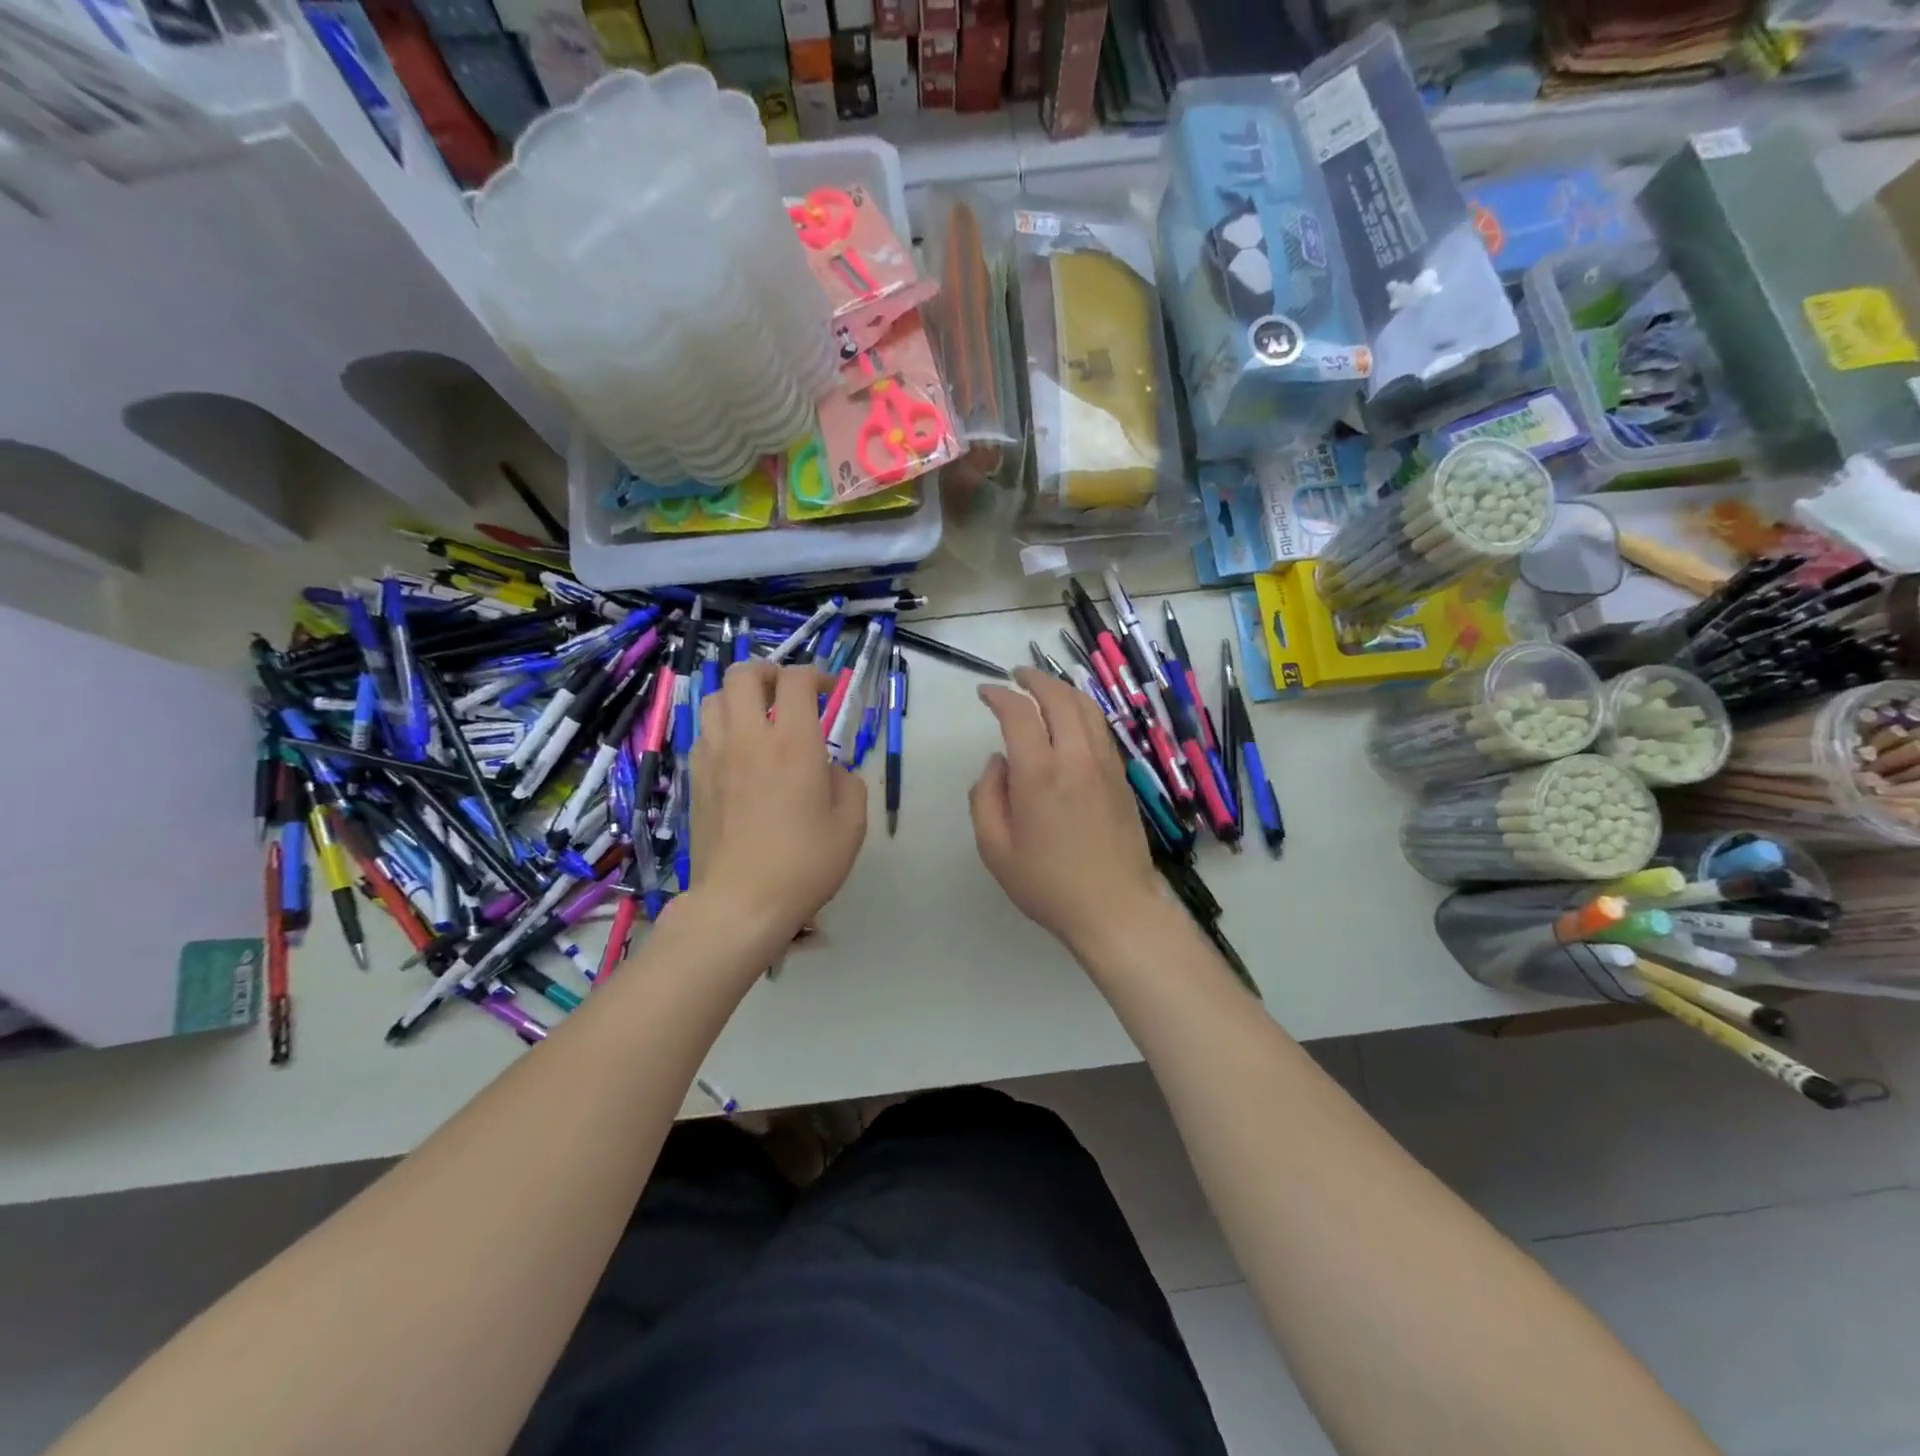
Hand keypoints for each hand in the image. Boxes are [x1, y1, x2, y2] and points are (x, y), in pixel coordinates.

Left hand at [689, 659, 867, 936]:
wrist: (740, 902)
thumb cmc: (804, 864)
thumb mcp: (851, 825)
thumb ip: (848, 783)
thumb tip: (830, 770)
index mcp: (793, 743)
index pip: (797, 680)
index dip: (816, 675)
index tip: (829, 691)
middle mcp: (749, 738)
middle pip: (743, 674)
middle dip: (768, 672)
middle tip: (786, 693)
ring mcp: (714, 757)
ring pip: (714, 698)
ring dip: (739, 697)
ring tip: (758, 718)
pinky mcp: (695, 779)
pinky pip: (704, 733)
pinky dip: (722, 728)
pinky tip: (738, 753)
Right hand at [970, 666, 1158, 951]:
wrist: (1114, 908)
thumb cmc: (1047, 884)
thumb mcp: (995, 848)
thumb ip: (986, 797)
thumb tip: (997, 762)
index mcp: (1039, 774)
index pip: (1019, 713)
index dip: (999, 695)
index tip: (985, 693)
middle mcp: (1075, 758)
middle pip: (1059, 698)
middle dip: (1035, 680)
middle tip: (1016, 676)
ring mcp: (1105, 765)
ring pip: (1087, 708)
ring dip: (1062, 690)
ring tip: (1043, 689)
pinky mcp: (1122, 777)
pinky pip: (1101, 729)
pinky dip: (1083, 711)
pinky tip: (1072, 720)